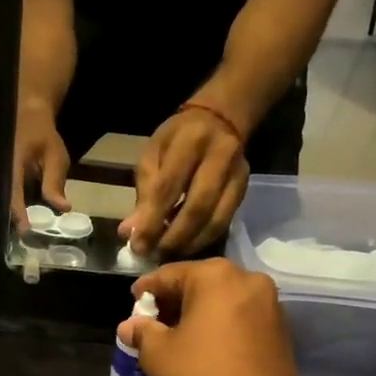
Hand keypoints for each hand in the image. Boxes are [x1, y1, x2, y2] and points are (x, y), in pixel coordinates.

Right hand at [10, 100, 71, 230]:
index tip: (25, 231)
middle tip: (20, 240)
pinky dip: (6, 207)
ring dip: (6, 216)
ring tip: (16, 235)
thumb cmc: (42, 135)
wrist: (25, 114)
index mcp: (11, 163)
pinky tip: (13, 221)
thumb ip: (55, 182)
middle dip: (9, 220)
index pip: (13, 192)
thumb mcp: (55, 156)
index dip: (18, 213)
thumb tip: (63, 208)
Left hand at [118, 107, 249, 255]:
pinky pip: (225, 222)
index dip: (152, 220)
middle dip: (173, 237)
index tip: (138, 246)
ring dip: (190, 243)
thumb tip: (130, 232)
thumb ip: (144, 193)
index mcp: (190, 141)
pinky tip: (187, 245)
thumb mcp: (152, 154)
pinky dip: (204, 239)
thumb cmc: (178, 137)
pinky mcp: (245, 189)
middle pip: (197, 207)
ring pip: (216, 219)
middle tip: (155, 255)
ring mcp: (237, 174)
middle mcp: (219, 156)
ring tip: (168, 255)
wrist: (220, 119)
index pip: (169, 187)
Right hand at [119, 259, 301, 375]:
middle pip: (199, 284)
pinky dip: (221, 324)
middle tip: (153, 322)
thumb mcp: (157, 353)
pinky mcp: (281, 329)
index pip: (169, 274)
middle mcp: (247, 279)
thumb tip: (130, 327)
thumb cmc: (201, 375)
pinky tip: (205, 345)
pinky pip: (241, 316)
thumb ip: (141, 332)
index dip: (146, 290)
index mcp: (215, 275)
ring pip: (222, 299)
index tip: (133, 304)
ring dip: (199, 312)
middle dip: (174, 301)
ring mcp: (270, 304)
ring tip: (178, 335)